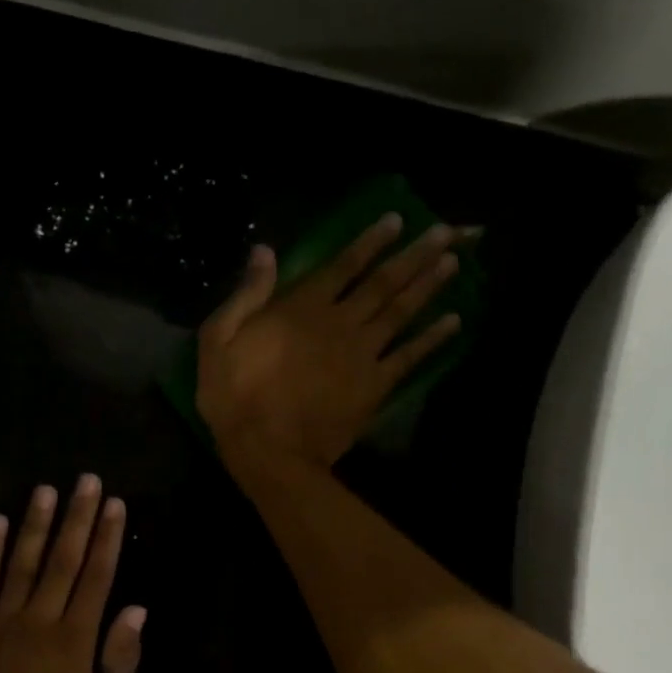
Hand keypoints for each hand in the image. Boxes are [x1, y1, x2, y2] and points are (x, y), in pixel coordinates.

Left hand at [0, 476, 145, 672]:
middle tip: (87, 480)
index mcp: (75, 642)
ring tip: (46, 489)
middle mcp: (38, 621)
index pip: (97, 577)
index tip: (115, 505)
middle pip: (63, 559)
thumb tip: (135, 610)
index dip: (107, 538)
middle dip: (78, 517)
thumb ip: (120, 663)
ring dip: (36, 523)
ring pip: (22, 562)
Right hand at [196, 213, 463, 472]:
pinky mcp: (375, 386)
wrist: (268, 452)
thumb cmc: (234, 397)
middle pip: (383, 282)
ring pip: (401, 311)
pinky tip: (453, 321)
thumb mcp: (218, 340)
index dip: (370, 242)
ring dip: (428, 285)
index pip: (342, 266)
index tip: (396, 220)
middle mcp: (340, 322)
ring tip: (453, 263)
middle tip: (445, 232)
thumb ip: (246, 294)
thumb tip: (265, 251)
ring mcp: (362, 354)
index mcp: (301, 308)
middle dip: (414, 255)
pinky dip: (432, 339)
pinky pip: (409, 357)